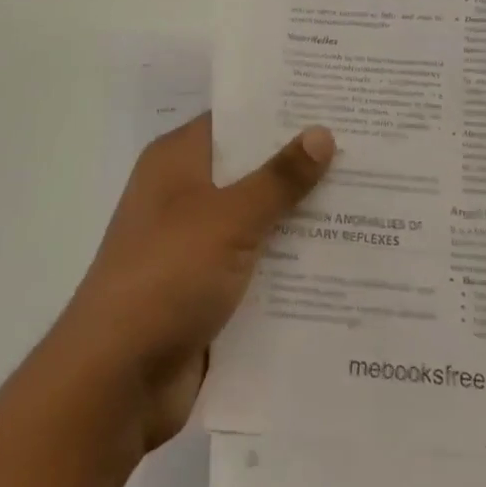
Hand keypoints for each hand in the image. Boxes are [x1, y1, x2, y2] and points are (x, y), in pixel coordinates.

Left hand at [52, 114, 334, 454]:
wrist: (115, 383)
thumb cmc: (166, 276)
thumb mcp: (229, 218)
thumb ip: (279, 178)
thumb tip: (322, 132)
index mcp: (178, 161)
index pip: (236, 120)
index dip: (282, 111)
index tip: (333, 103)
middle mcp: (185, 194)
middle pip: (253, 169)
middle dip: (303, 166)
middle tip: (366, 150)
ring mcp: (196, 245)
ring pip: (261, 219)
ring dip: (303, 218)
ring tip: (370, 200)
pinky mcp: (208, 290)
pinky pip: (259, 265)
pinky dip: (292, 264)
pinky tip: (344, 259)